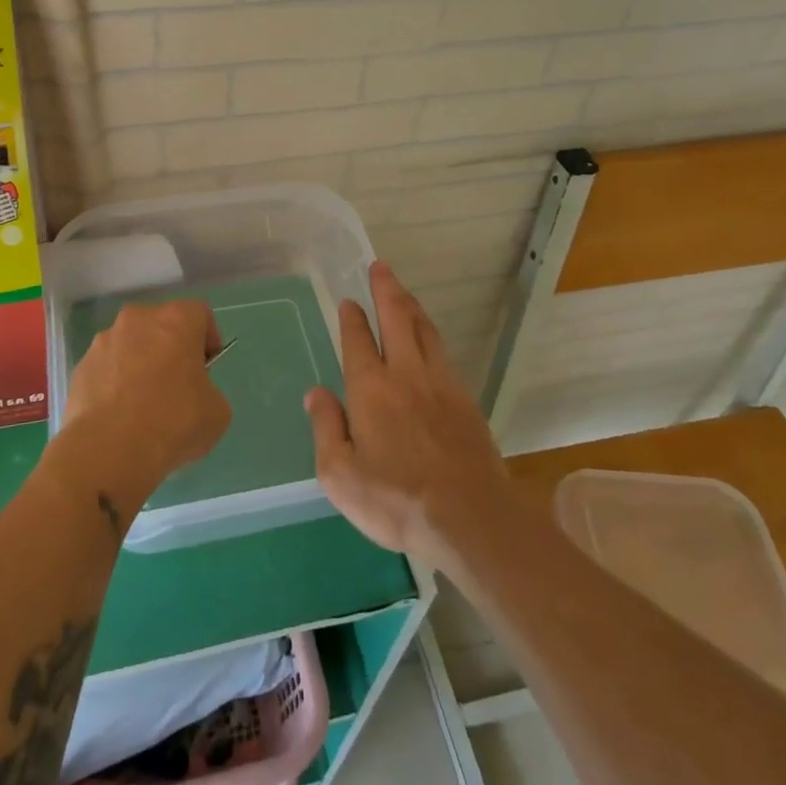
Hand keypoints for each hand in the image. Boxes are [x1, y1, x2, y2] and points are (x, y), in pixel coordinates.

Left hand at [58, 301, 230, 513]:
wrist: (109, 451)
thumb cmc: (173, 422)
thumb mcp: (217, 412)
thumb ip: (208, 391)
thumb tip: (193, 395)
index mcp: (176, 320)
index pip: (199, 314)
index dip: (208, 339)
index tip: (207, 368)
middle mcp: (138, 319)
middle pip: (161, 325)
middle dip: (171, 349)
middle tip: (178, 386)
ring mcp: (104, 341)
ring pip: (130, 345)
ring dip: (140, 364)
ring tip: (143, 406)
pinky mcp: (80, 367)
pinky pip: (106, 369)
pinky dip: (114, 384)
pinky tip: (119, 417)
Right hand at [306, 262, 511, 564]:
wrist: (469, 517)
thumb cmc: (395, 500)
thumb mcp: (340, 475)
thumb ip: (326, 429)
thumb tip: (316, 393)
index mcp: (370, 389)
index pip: (358, 340)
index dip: (352, 318)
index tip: (349, 301)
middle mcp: (406, 374)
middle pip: (396, 319)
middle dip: (386, 290)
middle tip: (381, 267)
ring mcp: (441, 384)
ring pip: (425, 330)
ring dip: (411, 306)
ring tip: (403, 293)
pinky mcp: (465, 400)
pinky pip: (444, 353)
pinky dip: (431, 334)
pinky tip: (430, 340)